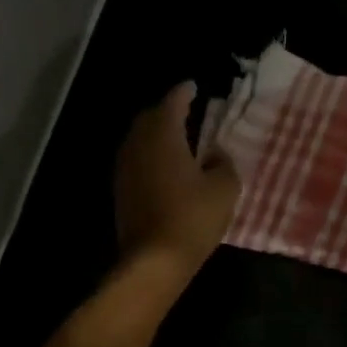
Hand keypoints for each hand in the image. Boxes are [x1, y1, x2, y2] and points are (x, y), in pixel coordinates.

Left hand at [115, 82, 239, 279]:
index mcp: (163, 135)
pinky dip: (150, 156)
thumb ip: (223, 163)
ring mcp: (125, 169)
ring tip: (176, 139)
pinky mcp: (121, 192)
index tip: (193, 87)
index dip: (184, 92)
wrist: (155, 260)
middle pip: (150, 118)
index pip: (172, 102)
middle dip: (166, 112)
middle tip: (185, 112)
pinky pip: (136, 162)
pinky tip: (164, 167)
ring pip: (139, 140)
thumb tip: (214, 153)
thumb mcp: (225, 188)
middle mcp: (138, 145)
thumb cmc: (193, 218)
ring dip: (156, 135)